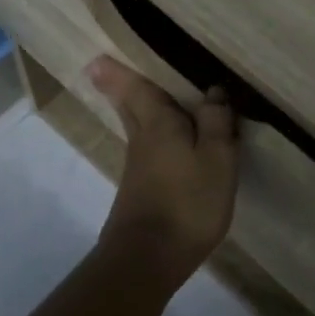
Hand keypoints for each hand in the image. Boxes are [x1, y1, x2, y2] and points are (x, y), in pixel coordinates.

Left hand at [87, 56, 238, 281]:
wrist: (148, 259)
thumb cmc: (187, 202)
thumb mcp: (217, 159)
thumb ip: (216, 122)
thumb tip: (213, 91)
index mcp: (158, 123)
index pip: (136, 88)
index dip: (118, 71)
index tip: (97, 56)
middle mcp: (142, 139)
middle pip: (129, 106)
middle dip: (120, 87)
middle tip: (105, 67)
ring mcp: (138, 167)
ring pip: (138, 127)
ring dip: (137, 109)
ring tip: (146, 96)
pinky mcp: (141, 190)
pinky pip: (148, 149)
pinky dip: (153, 136)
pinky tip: (168, 144)